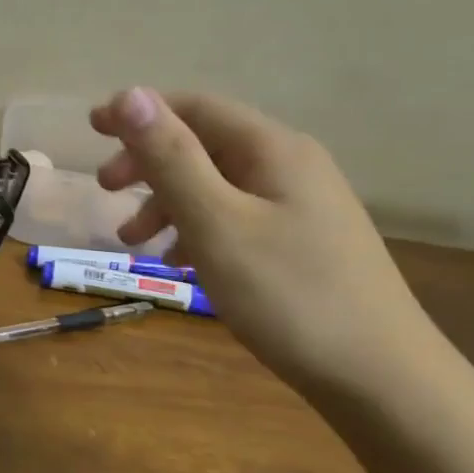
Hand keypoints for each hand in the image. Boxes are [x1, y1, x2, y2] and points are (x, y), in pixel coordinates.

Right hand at [90, 88, 446, 401]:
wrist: (381, 378)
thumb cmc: (289, 295)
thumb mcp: (216, 223)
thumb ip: (171, 158)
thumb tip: (130, 94)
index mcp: (271, 149)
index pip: (195, 107)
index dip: (139, 112)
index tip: (92, 129)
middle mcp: (290, 166)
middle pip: (204, 145)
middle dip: (148, 162)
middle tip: (106, 191)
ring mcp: (301, 206)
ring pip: (217, 186)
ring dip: (167, 202)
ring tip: (132, 241)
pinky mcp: (303, 243)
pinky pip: (236, 218)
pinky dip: (197, 230)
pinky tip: (180, 263)